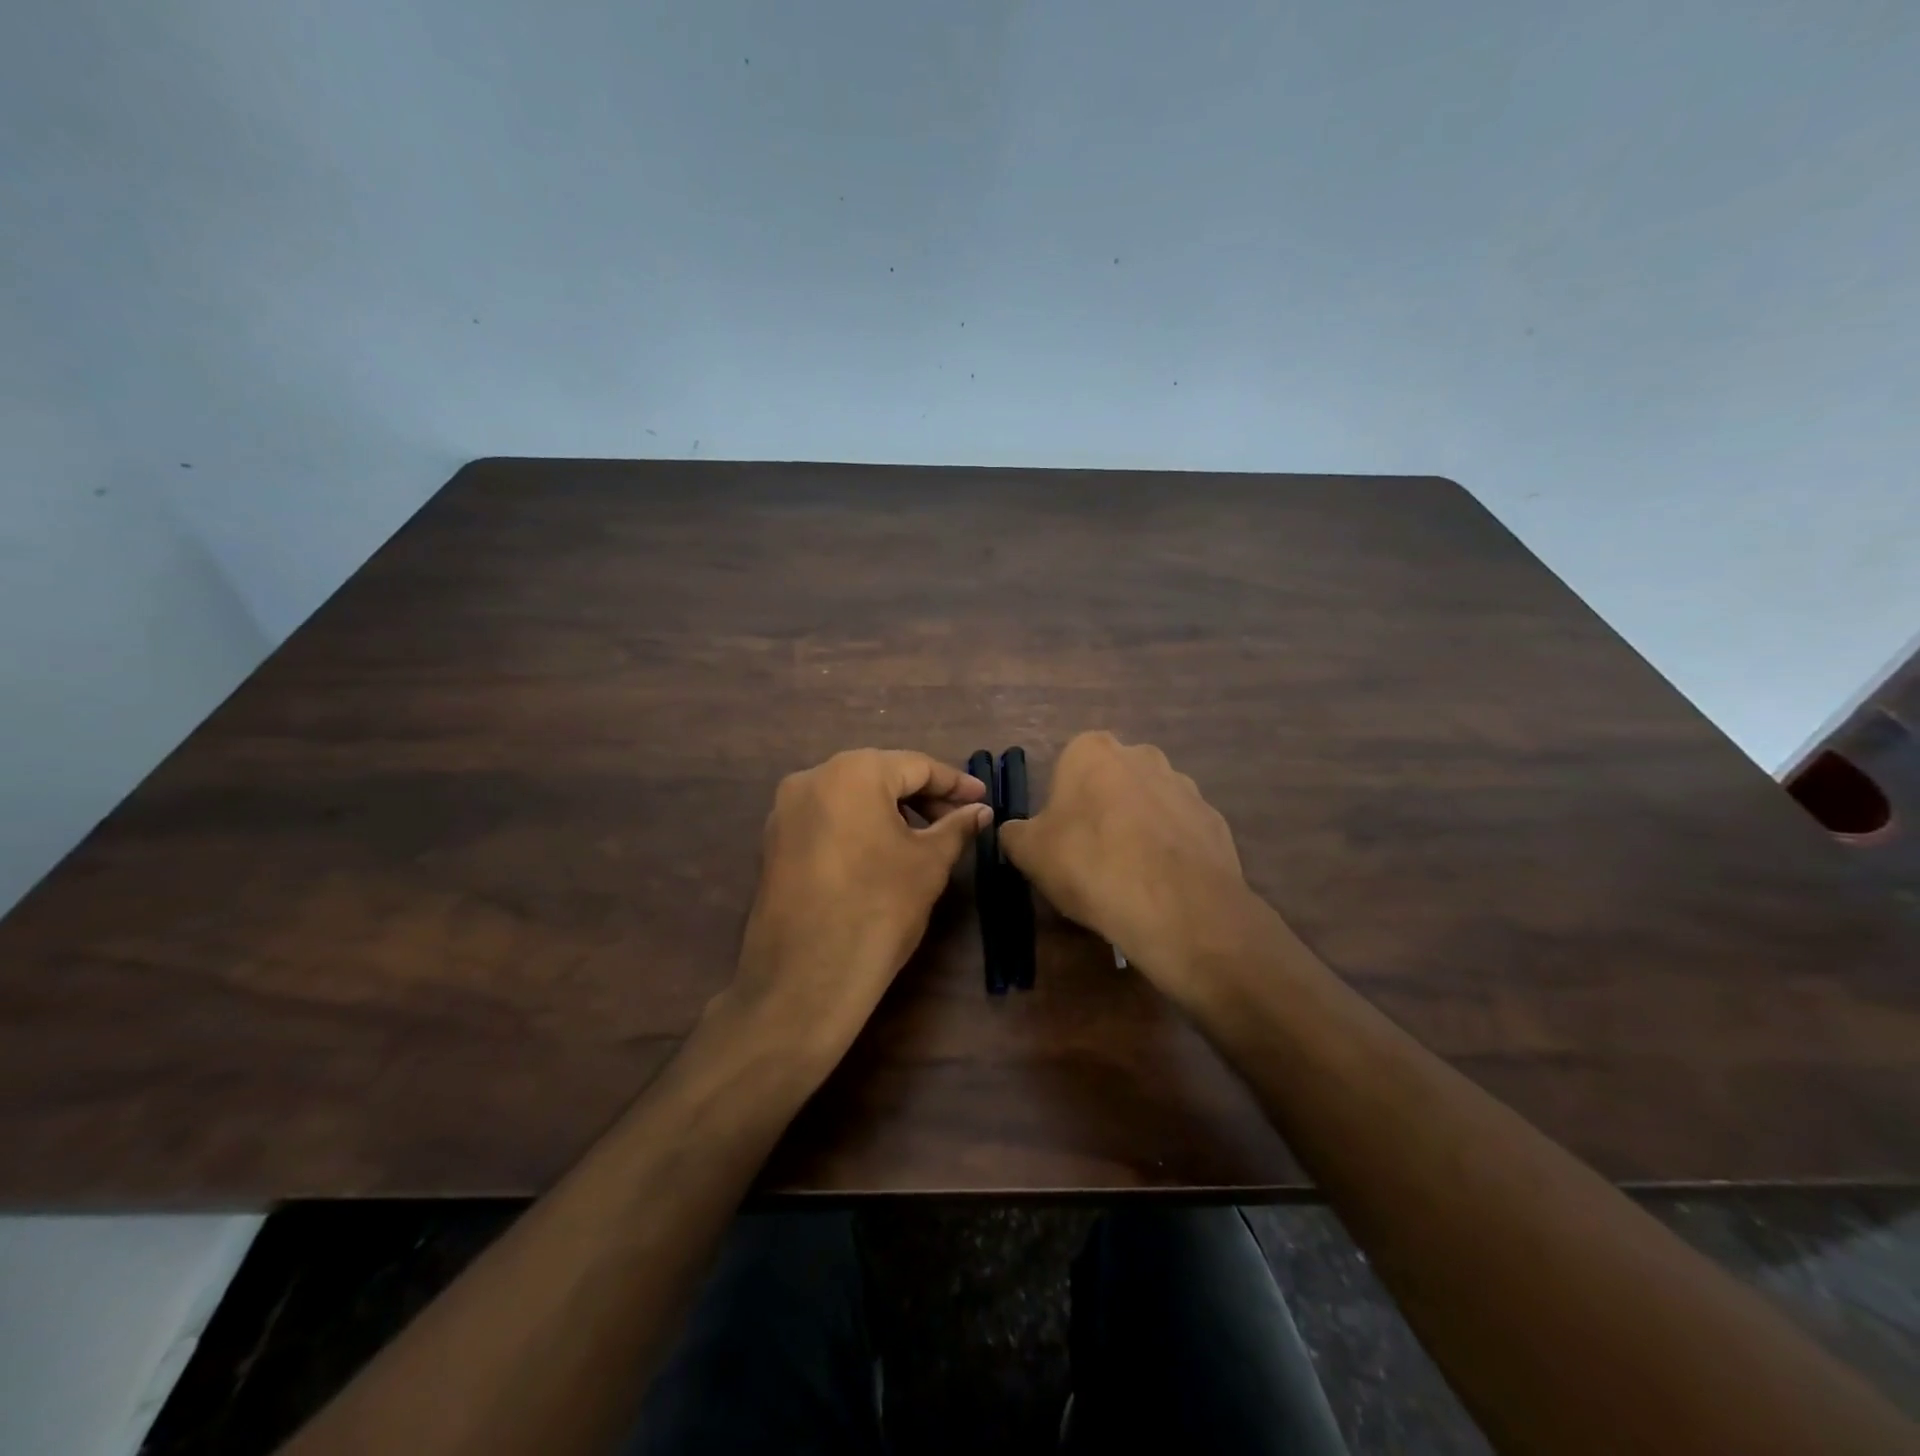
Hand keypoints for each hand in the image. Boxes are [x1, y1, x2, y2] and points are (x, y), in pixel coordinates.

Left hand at [727, 749, 990, 1065]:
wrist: (805, 980)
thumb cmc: (878, 909)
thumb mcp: (929, 864)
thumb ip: (957, 827)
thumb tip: (980, 811)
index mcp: (852, 771)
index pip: (916, 766)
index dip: (955, 783)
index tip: (983, 799)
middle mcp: (811, 777)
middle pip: (880, 776)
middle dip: (923, 796)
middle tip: (958, 820)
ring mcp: (785, 810)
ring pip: (851, 797)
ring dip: (890, 811)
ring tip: (924, 838)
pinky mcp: (773, 841)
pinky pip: (827, 819)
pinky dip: (859, 827)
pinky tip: (882, 853)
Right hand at [999, 732, 1253, 1012]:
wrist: (1175, 906)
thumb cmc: (1089, 864)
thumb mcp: (1029, 852)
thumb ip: (1015, 833)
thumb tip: (1014, 831)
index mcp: (1092, 751)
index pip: (1067, 767)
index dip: (1062, 805)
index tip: (1061, 839)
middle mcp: (1142, 755)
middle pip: (1111, 782)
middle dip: (1102, 810)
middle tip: (1092, 857)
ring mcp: (1184, 786)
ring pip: (1149, 804)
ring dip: (1138, 829)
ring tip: (1129, 877)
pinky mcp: (1214, 820)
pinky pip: (1180, 832)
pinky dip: (1169, 851)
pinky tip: (1161, 885)